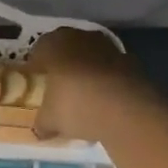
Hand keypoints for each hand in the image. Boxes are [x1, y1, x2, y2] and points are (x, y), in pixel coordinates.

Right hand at [27, 26, 147, 142]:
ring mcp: (108, 47)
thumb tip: (40, 129)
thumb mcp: (50, 121)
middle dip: (62, 65)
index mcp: (54, 45)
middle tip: (58, 86)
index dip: (36, 66)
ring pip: (90, 56)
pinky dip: (106, 80)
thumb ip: (41, 122)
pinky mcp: (131, 60)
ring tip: (83, 94)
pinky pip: (110, 69)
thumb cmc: (76, 106)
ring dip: (87, 70)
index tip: (36, 81)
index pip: (39, 49)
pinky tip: (105, 100)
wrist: (128, 110)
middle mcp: (80, 38)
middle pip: (66, 48)